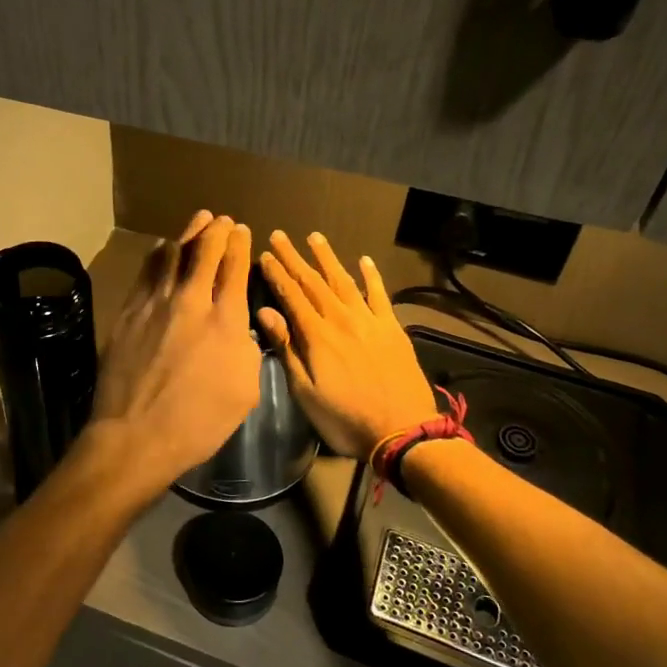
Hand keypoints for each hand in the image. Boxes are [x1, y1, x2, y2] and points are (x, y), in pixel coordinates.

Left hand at [86, 212, 261, 502]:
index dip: (240, 244)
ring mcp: (155, 303)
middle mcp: (191, 301)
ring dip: (189, 234)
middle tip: (222, 221)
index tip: (242, 231)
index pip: (235, 268)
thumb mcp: (245, 390)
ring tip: (199, 219)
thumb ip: (246, 349)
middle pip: (205, 251)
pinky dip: (159, 254)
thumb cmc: (199, 422)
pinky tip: (162, 247)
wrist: (136, 435)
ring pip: (174, 254)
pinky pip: (146, 272)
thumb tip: (237, 328)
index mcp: (226, 319)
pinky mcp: (128, 312)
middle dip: (217, 231)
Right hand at [257, 231, 437, 459]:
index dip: (276, 273)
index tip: (264, 253)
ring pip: (344, 281)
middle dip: (295, 258)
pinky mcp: (392, 328)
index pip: (291, 296)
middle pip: (313, 282)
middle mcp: (341, 319)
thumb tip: (265, 312)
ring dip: (328, 258)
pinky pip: (380, 295)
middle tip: (280, 235)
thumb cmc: (345, 417)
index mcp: (317, 335)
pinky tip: (364, 260)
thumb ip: (287, 348)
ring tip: (315, 237)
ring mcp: (369, 321)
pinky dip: (372, 276)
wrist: (402, 430)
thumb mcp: (305, 391)